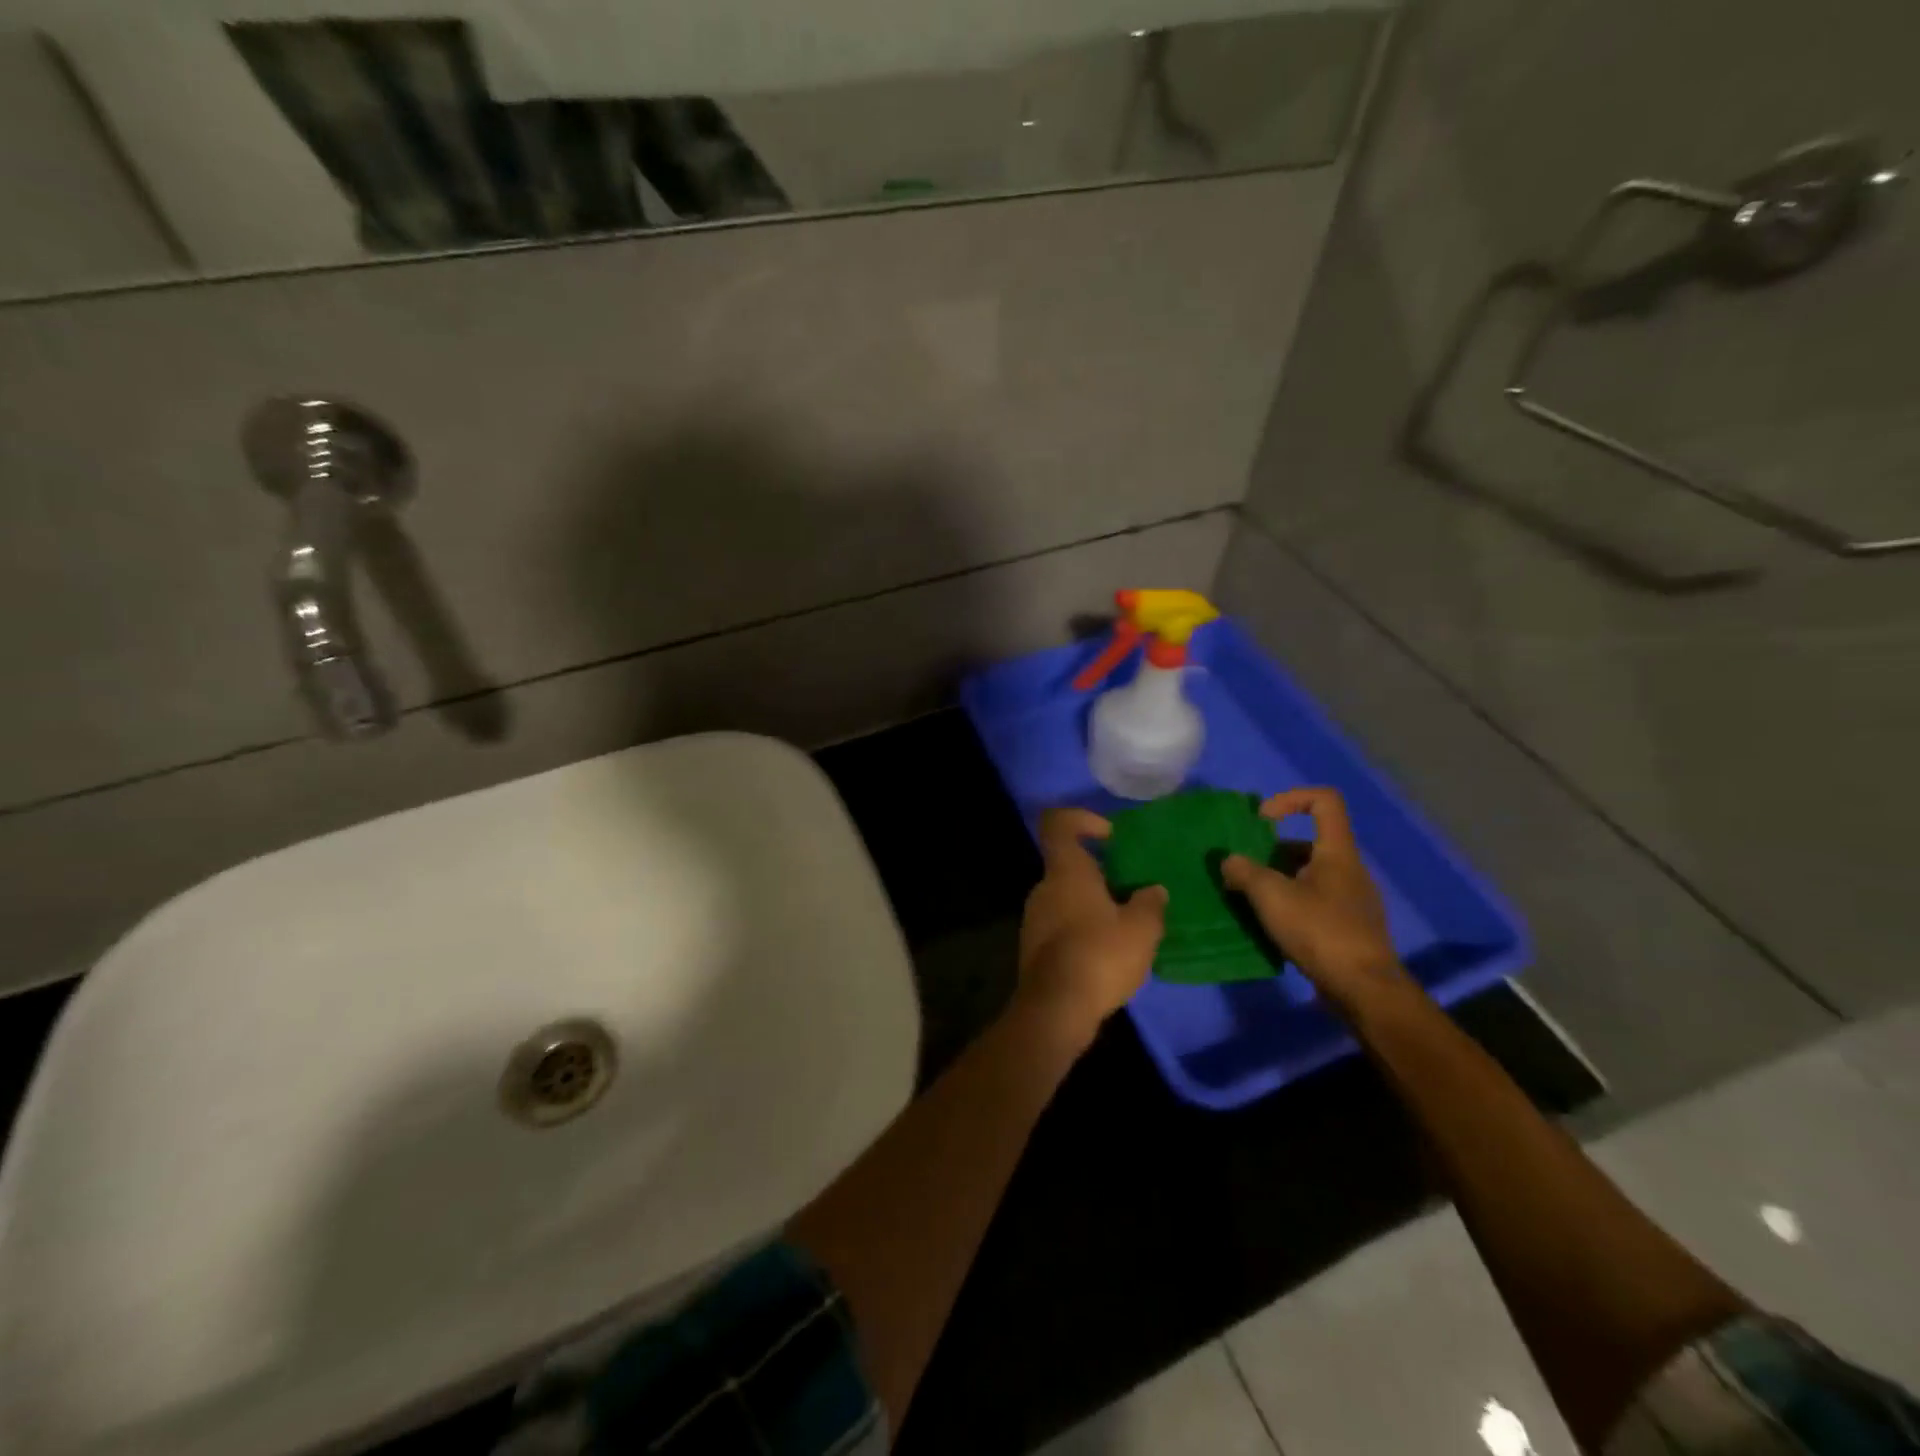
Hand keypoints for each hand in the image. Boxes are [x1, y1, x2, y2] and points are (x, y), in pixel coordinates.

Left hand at [1015, 808, 1167, 1050]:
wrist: (1056, 1009)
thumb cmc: (1100, 955)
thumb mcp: (1141, 928)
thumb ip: (1150, 903)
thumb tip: (1153, 890)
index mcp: (1066, 871)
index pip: (1058, 824)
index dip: (1082, 819)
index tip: (1110, 836)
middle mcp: (1044, 888)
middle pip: (1069, 864)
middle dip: (1100, 872)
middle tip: (1133, 890)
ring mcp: (1034, 918)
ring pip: (1066, 896)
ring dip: (1094, 903)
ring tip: (1127, 925)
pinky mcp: (1035, 947)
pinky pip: (1062, 923)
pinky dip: (1083, 928)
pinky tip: (1109, 952)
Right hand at [1221, 787, 1404, 1009]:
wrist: (1365, 989)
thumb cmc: (1320, 931)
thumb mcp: (1271, 896)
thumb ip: (1244, 872)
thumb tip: (1229, 861)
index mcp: (1337, 852)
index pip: (1324, 800)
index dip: (1290, 799)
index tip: (1262, 820)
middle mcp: (1350, 869)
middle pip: (1309, 842)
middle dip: (1272, 851)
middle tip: (1246, 871)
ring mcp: (1353, 900)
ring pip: (1310, 875)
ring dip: (1279, 880)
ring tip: (1252, 901)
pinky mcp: (1351, 927)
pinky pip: (1316, 902)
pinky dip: (1292, 905)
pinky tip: (1273, 926)